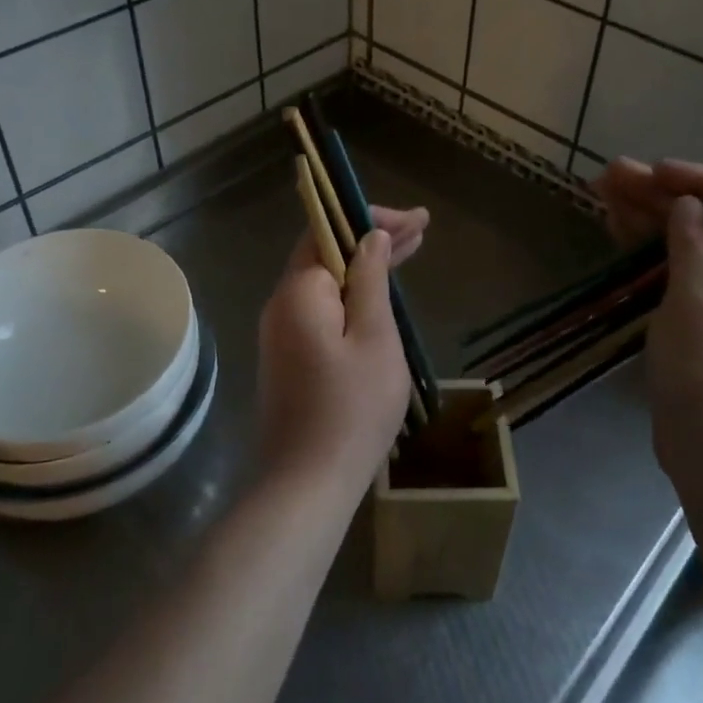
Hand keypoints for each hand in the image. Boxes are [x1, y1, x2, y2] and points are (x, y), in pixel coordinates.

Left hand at [257, 205, 427, 488]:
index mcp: (299, 292)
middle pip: (326, 253)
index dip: (369, 217)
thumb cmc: (351, 410)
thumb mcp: (374, 338)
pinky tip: (380, 294)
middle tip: (420, 229)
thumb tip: (371, 236)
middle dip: (372, 237)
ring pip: (326, 282)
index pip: (328, 230)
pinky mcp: (290, 356)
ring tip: (410, 250)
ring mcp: (282, 332)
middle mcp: (282, 304)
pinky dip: (353, 294)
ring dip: (365, 265)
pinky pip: (323, 308)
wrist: (306, 485)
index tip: (414, 220)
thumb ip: (370, 281)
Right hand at [594, 158, 702, 515]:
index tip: (652, 171)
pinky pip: (681, 278)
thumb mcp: (700, 303)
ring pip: (691, 250)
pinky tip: (619, 234)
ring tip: (603, 194)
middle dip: (661, 198)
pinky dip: (651, 256)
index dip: (697, 182)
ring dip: (650, 222)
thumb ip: (694, 246)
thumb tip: (688, 207)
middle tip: (610, 176)